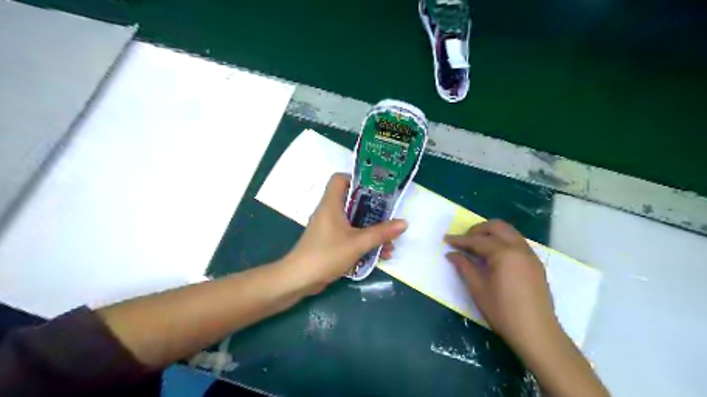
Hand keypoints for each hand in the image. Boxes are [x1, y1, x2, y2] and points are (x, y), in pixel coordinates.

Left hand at [279, 173, 406, 293]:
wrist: (299, 279)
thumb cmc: (327, 254)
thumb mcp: (357, 243)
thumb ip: (381, 233)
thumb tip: (404, 223)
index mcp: (331, 204)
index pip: (339, 179)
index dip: (357, 179)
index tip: (376, 188)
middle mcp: (329, 212)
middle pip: (352, 201)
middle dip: (373, 208)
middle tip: (390, 214)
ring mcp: (329, 228)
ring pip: (353, 221)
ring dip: (371, 229)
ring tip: (390, 241)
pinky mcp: (330, 241)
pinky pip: (350, 235)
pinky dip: (364, 241)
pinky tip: (380, 254)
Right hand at [446, 220, 557, 353]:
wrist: (536, 333)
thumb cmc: (502, 311)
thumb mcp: (478, 289)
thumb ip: (464, 267)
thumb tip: (451, 254)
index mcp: (504, 253)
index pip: (477, 240)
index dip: (460, 240)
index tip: (446, 239)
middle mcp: (519, 248)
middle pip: (496, 226)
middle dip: (477, 230)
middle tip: (463, 240)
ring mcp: (530, 254)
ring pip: (509, 232)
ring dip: (491, 233)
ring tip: (477, 245)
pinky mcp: (535, 263)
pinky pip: (517, 242)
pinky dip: (503, 241)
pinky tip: (494, 255)